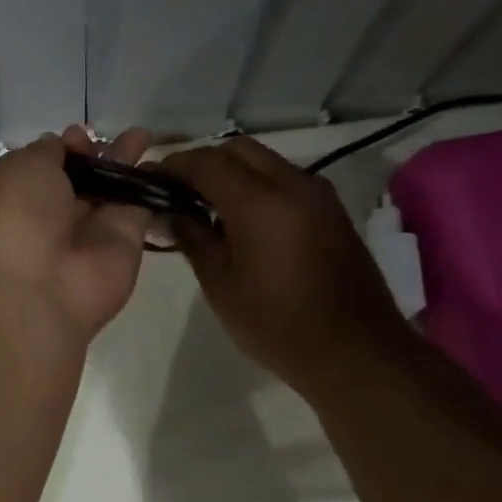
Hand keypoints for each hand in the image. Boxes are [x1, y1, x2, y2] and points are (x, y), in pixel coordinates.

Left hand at [0, 125, 153, 343]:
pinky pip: (140, 207)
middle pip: (81, 177)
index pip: (45, 166)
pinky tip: (163, 161)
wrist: (41, 288)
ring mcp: (91, 230)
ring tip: (144, 134)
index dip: (64, 147)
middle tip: (117, 131)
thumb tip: (67, 144)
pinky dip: (150, 185)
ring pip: (112, 189)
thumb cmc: (17, 219)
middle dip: (97, 153)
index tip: (79, 135)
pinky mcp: (126, 242)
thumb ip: (47, 151)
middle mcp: (53, 214)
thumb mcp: (20, 168)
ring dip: (126, 162)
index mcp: (18, 197)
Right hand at [162, 138, 405, 384]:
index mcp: (259, 201)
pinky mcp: (331, 209)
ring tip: (204, 205)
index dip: (171, 166)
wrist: (354, 350)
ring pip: (264, 161)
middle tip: (176, 191)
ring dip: (231, 172)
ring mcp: (317, 193)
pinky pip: (284, 179)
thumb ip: (192, 237)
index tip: (147, 180)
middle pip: (237, 150)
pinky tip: (241, 218)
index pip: (205, 162)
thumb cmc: (276, 322)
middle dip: (202, 162)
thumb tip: (170, 211)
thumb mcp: (220, 284)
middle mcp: (292, 184)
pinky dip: (256, 184)